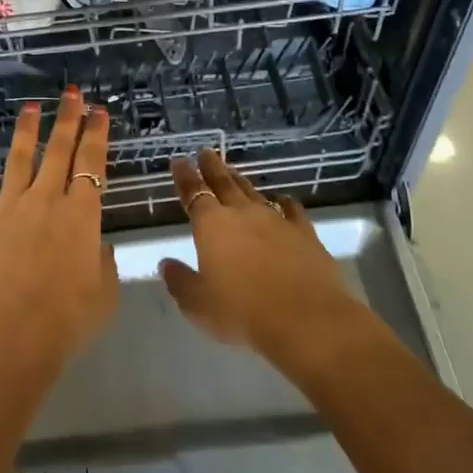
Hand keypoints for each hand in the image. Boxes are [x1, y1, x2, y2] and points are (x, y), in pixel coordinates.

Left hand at [0, 88, 117, 372]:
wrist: (7, 336)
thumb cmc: (64, 321)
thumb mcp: (104, 295)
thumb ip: (103, 263)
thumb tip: (97, 245)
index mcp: (81, 216)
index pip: (91, 163)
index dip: (96, 134)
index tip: (98, 111)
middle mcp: (46, 201)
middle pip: (58, 151)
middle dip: (67, 120)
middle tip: (71, 94)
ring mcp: (7, 209)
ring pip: (19, 160)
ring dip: (27, 132)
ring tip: (32, 108)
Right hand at [160, 149, 376, 379]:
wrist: (306, 320)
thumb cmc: (242, 312)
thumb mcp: (198, 304)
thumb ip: (180, 281)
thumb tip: (166, 264)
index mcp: (211, 225)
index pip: (193, 193)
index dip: (184, 177)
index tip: (179, 161)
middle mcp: (242, 214)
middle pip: (224, 183)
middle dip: (212, 167)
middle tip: (205, 152)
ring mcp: (276, 221)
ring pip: (253, 193)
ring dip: (241, 181)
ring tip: (233, 171)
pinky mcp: (304, 234)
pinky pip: (291, 211)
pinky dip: (285, 203)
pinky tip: (284, 200)